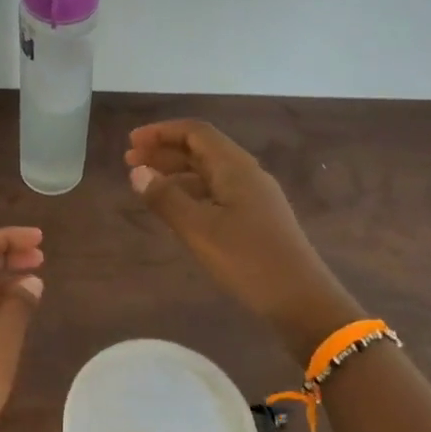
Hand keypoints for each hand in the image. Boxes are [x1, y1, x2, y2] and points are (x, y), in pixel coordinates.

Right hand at [126, 121, 359, 357]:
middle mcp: (246, 175)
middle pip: (202, 150)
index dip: (161, 132)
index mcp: (235, 168)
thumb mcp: (199, 230)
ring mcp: (254, 197)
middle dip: (164, 152)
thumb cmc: (248, 260)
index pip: (196, 132)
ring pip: (208, 173)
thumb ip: (166, 198)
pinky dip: (190, 194)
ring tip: (146, 186)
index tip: (131, 143)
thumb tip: (138, 172)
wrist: (301, 299)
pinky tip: (176, 210)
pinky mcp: (256, 219)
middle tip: (130, 164)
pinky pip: (217, 194)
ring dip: (176, 173)